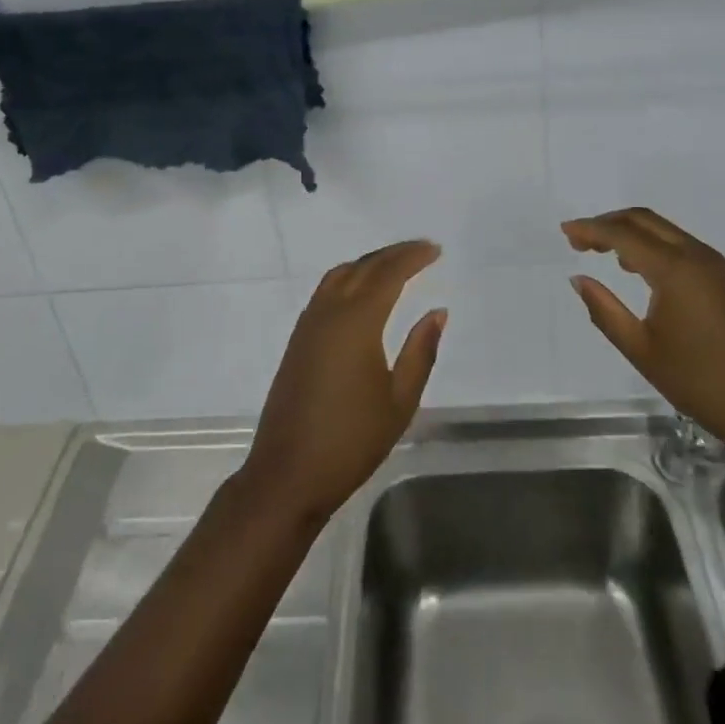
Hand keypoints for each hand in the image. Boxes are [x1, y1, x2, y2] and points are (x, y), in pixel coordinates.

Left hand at [242, 241, 446, 524]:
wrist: (288, 473)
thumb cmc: (351, 441)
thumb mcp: (399, 401)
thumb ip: (420, 351)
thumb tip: (436, 312)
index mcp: (357, 321)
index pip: (387, 273)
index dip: (412, 257)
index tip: (435, 249)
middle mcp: (329, 312)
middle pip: (363, 267)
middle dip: (393, 254)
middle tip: (421, 250)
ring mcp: (309, 324)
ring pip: (340, 274)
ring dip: (369, 263)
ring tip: (396, 265)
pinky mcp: (298, 339)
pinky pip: (326, 290)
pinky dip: (349, 278)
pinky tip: (362, 292)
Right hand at [564, 208, 724, 462]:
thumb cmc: (700, 382)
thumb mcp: (641, 350)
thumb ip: (604, 311)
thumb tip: (579, 279)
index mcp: (674, 269)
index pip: (623, 234)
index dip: (590, 229)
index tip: (564, 232)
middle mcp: (696, 255)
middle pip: (644, 220)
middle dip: (608, 223)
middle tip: (579, 240)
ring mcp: (714, 264)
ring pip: (663, 229)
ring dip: (630, 232)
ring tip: (601, 251)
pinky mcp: (724, 278)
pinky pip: (679, 244)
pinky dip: (652, 244)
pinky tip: (637, 268)